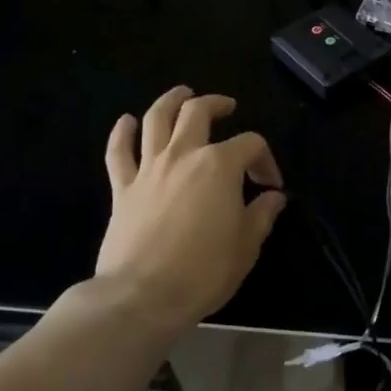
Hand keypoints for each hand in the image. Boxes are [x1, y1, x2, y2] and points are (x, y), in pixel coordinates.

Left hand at [84, 87, 285, 334]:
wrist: (141, 296)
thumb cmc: (203, 271)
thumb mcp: (247, 245)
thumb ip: (261, 215)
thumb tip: (272, 197)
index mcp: (220, 166)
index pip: (251, 144)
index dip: (266, 160)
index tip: (270, 186)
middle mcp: (183, 155)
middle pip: (198, 112)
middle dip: (216, 104)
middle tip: (227, 106)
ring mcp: (149, 169)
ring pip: (156, 119)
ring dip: (170, 101)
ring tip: (182, 94)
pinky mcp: (122, 188)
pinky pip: (118, 152)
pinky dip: (122, 133)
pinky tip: (126, 121)